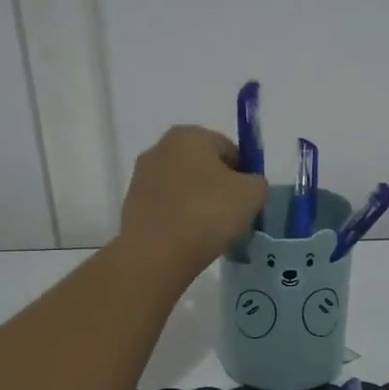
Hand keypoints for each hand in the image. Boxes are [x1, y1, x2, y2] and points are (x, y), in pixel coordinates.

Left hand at [119, 125, 266, 276]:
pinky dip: (179, 219)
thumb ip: (257, 182)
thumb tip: (247, 185)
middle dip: (219, 188)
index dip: (244, 174)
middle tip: (232, 218)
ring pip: (183, 188)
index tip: (248, 201)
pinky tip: (188, 240)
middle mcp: (160, 148)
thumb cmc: (207, 214)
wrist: (156, 254)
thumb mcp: (251, 194)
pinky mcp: (132, 205)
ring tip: (210, 233)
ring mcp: (141, 177)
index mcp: (189, 135)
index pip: (228, 149)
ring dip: (198, 204)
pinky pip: (167, 208)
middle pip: (203, 167)